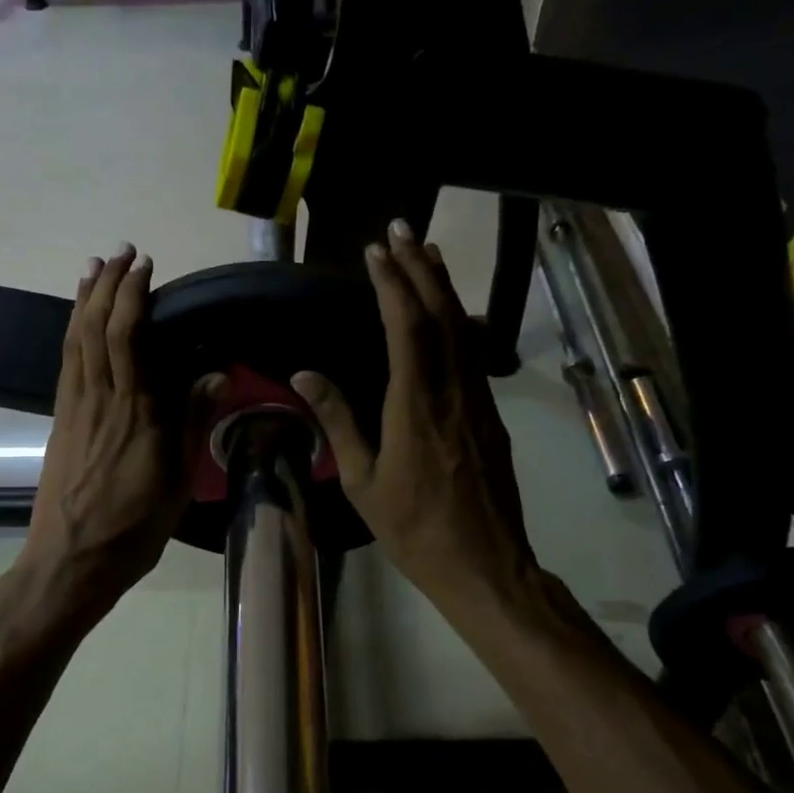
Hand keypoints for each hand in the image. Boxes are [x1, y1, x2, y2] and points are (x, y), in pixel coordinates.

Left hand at [17, 245, 218, 621]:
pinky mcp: (59, 420)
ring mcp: (73, 408)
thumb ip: (191, 423)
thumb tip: (215, 375)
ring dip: (83, 300)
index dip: (132, 295)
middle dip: (106, 284)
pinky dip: (72, 331)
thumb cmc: (133, 527)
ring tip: (93, 269)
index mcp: (135, 412)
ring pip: (75, 340)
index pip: (128, 337)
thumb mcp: (177, 481)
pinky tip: (78, 322)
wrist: (71, 560)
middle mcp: (99, 399)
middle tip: (119, 253)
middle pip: (96, 327)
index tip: (144, 266)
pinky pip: (65, 362)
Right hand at [292, 221, 562, 628]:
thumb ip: (338, 421)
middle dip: (419, 267)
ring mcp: (477, 400)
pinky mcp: (489, 413)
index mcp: (415, 405)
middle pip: (440, 314)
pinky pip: (471, 351)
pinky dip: (457, 318)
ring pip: (462, 328)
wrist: (485, 563)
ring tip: (425, 251)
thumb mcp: (362, 481)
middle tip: (401, 229)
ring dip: (442, 286)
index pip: (405, 327)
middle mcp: (452, 390)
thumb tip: (304, 375)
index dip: (391, 284)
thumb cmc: (414, 528)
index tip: (374, 251)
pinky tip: (448, 310)